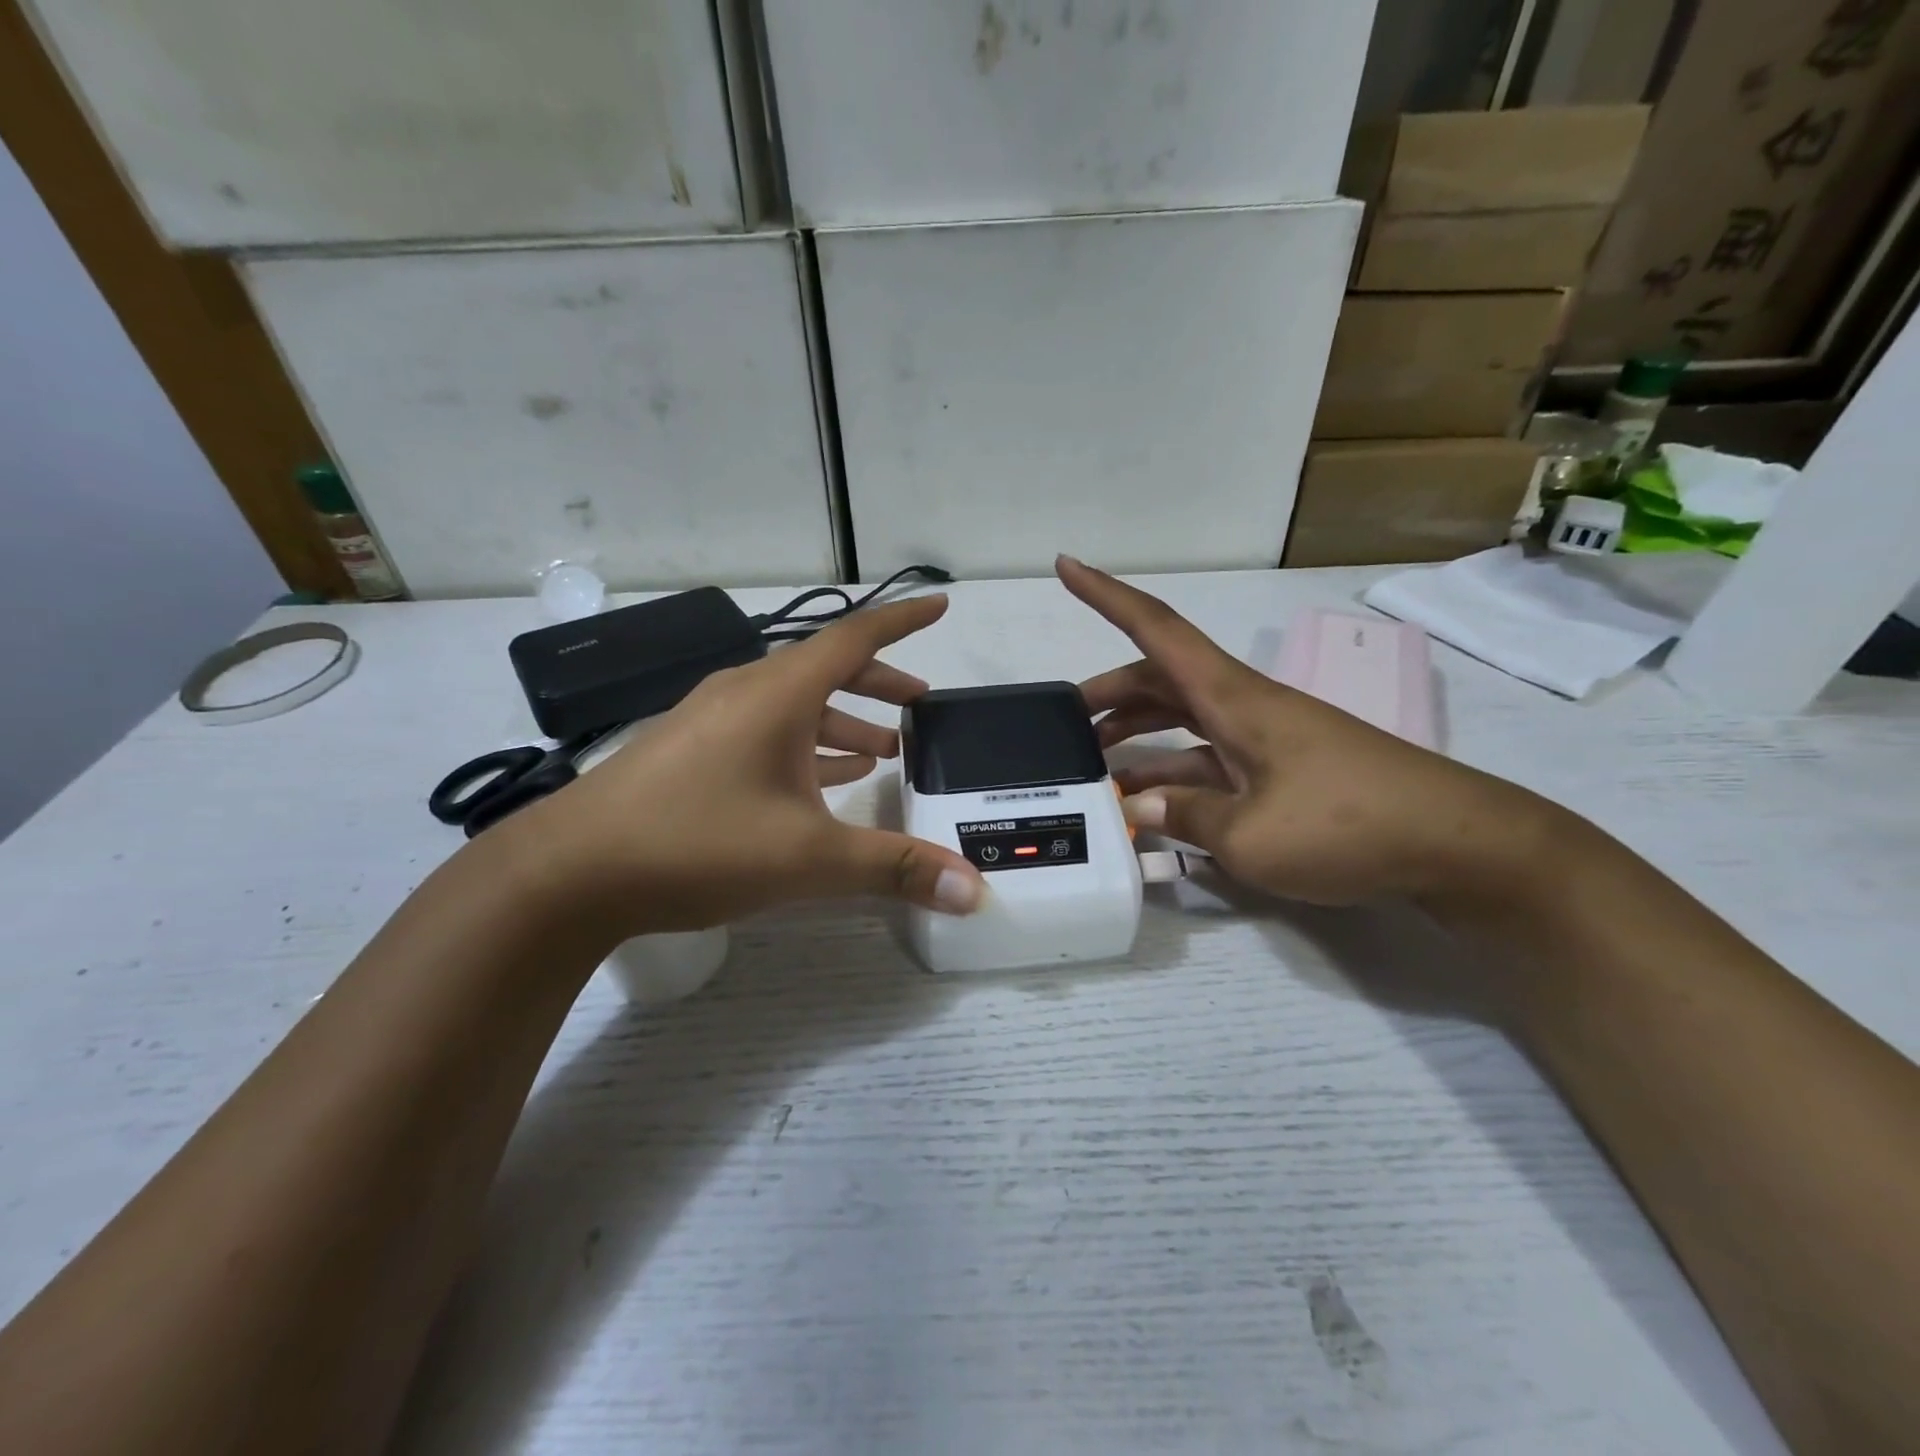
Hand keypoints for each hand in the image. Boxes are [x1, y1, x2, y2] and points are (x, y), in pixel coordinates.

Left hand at [503, 595, 984, 937]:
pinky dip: (803, 748)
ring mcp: (711, 722)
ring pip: (793, 707)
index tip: (940, 607)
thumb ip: (893, 869)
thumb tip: (975, 890)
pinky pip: (763, 735)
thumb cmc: (697, 843)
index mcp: (777, 694)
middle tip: (920, 706)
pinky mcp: (689, 753)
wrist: (568, 872)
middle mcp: (745, 693)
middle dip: (879, 685)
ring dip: (842, 722)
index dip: (902, 622)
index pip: (854, 638)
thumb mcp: (808, 857)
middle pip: (826, 671)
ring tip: (882, 751)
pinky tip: (819, 782)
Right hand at [1059, 557, 1552, 907]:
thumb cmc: (1350, 826)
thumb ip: (1185, 817)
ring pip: (1183, 721)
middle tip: (1066, 722)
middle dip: (1110, 693)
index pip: (1158, 630)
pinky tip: (1152, 803)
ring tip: (1097, 766)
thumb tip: (1138, 807)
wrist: (1460, 845)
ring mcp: (1265, 739)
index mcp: (1235, 699)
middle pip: (1162, 680)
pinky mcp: (1282, 771)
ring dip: (1139, 734)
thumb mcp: (1252, 837)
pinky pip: (1210, 759)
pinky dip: (1174, 774)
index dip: (1107, 596)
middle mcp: (1245, 707)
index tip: (1067, 565)